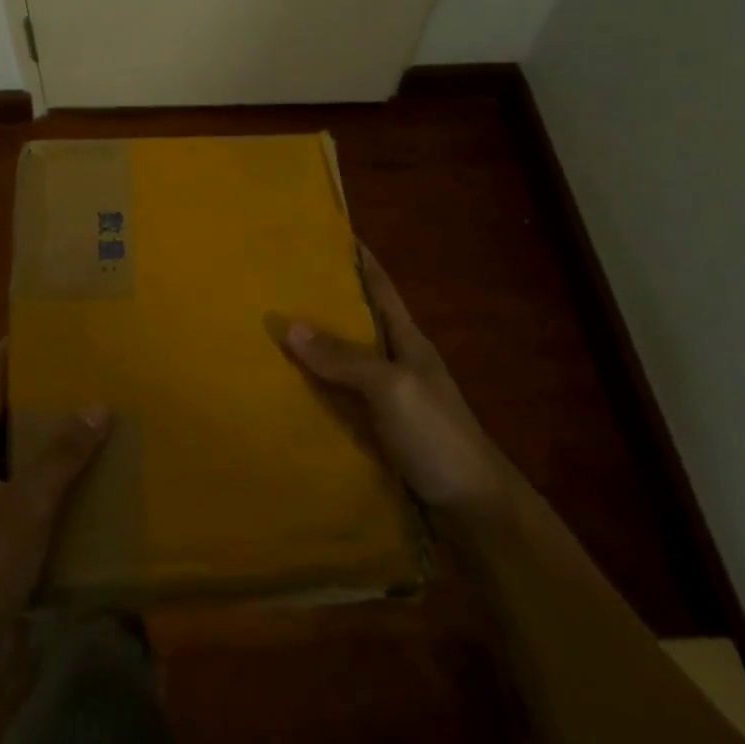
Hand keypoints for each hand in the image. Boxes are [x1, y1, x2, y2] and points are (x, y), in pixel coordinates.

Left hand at [0, 342, 108, 654]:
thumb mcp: (29, 505)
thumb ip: (63, 455)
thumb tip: (96, 406)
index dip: (3, 367)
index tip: (19, 336)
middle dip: (24, 407)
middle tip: (62, 380)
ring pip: (0, 467)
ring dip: (31, 450)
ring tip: (70, 427)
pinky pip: (6, 499)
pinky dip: (31, 486)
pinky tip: (63, 488)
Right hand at [283, 246, 505, 510]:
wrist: (474, 509)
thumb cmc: (438, 436)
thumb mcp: (392, 388)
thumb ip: (345, 358)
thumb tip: (290, 325)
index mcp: (408, 342)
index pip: (380, 289)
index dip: (359, 260)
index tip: (330, 233)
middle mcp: (397, 364)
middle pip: (357, 323)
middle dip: (324, 302)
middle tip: (278, 285)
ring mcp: (389, 400)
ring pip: (344, 363)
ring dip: (314, 350)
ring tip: (270, 335)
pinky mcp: (378, 432)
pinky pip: (339, 401)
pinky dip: (315, 392)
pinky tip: (286, 394)